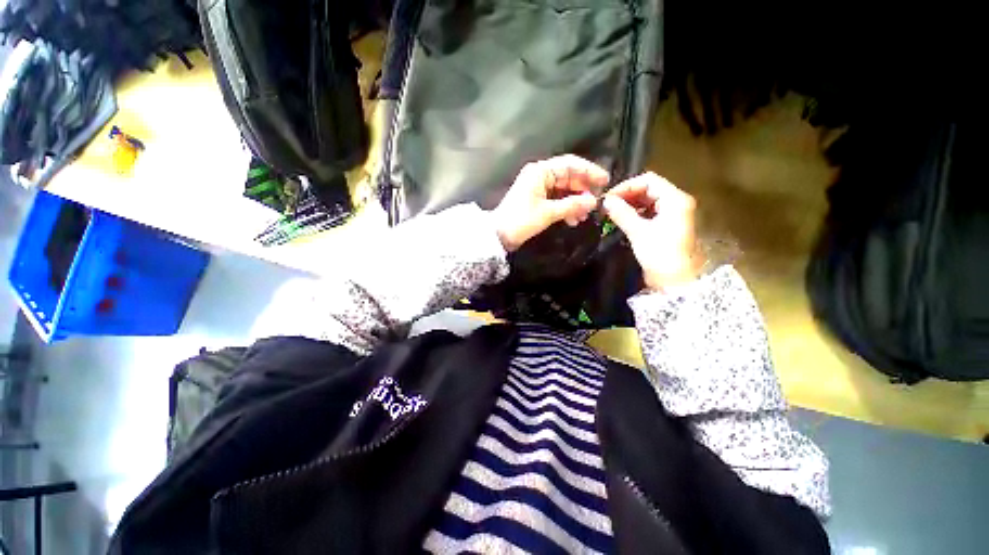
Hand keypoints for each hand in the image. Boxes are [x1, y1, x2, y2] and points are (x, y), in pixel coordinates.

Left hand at [492, 155, 609, 251]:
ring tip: (583, 217)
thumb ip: (572, 205)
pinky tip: (572, 219)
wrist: (499, 236)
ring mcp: (538, 188)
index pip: (570, 164)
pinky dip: (566, 208)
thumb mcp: (548, 213)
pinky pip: (556, 199)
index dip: (589, 171)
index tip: (605, 181)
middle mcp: (540, 176)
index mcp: (540, 172)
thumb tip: (593, 201)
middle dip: (582, 191)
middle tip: (595, 204)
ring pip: (564, 190)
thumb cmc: (521, 220)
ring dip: (575, 202)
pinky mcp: (537, 200)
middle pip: (568, 177)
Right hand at [602, 172, 699, 290]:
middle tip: (607, 206)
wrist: (675, 281)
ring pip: (648, 201)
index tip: (608, 198)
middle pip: (649, 189)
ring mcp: (672, 214)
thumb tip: (605, 200)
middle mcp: (676, 202)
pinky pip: (649, 212)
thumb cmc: (660, 254)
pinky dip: (635, 213)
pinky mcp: (667, 225)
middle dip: (627, 195)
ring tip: (611, 213)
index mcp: (675, 199)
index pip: (648, 181)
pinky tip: (622, 220)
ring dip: (629, 204)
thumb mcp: (639, 232)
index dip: (626, 186)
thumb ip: (622, 213)